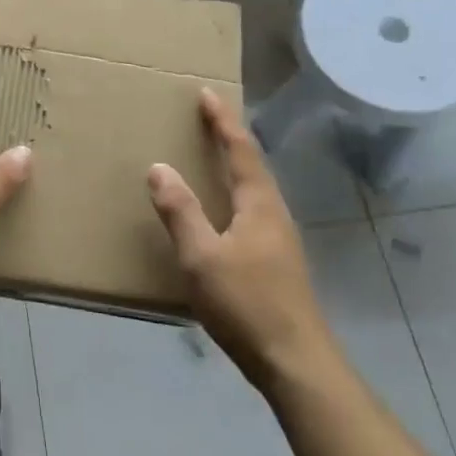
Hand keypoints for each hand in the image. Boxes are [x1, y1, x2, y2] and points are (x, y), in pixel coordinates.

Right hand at [147, 89, 327, 393]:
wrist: (295, 361)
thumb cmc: (246, 304)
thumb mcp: (202, 257)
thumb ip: (180, 212)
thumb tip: (159, 167)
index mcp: (259, 204)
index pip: (240, 150)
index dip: (223, 121)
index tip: (207, 93)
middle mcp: (275, 213)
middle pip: (253, 165)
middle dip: (230, 138)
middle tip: (206, 118)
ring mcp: (280, 239)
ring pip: (255, 189)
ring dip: (234, 166)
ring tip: (211, 157)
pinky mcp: (278, 261)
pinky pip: (253, 210)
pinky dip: (234, 193)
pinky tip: (222, 212)